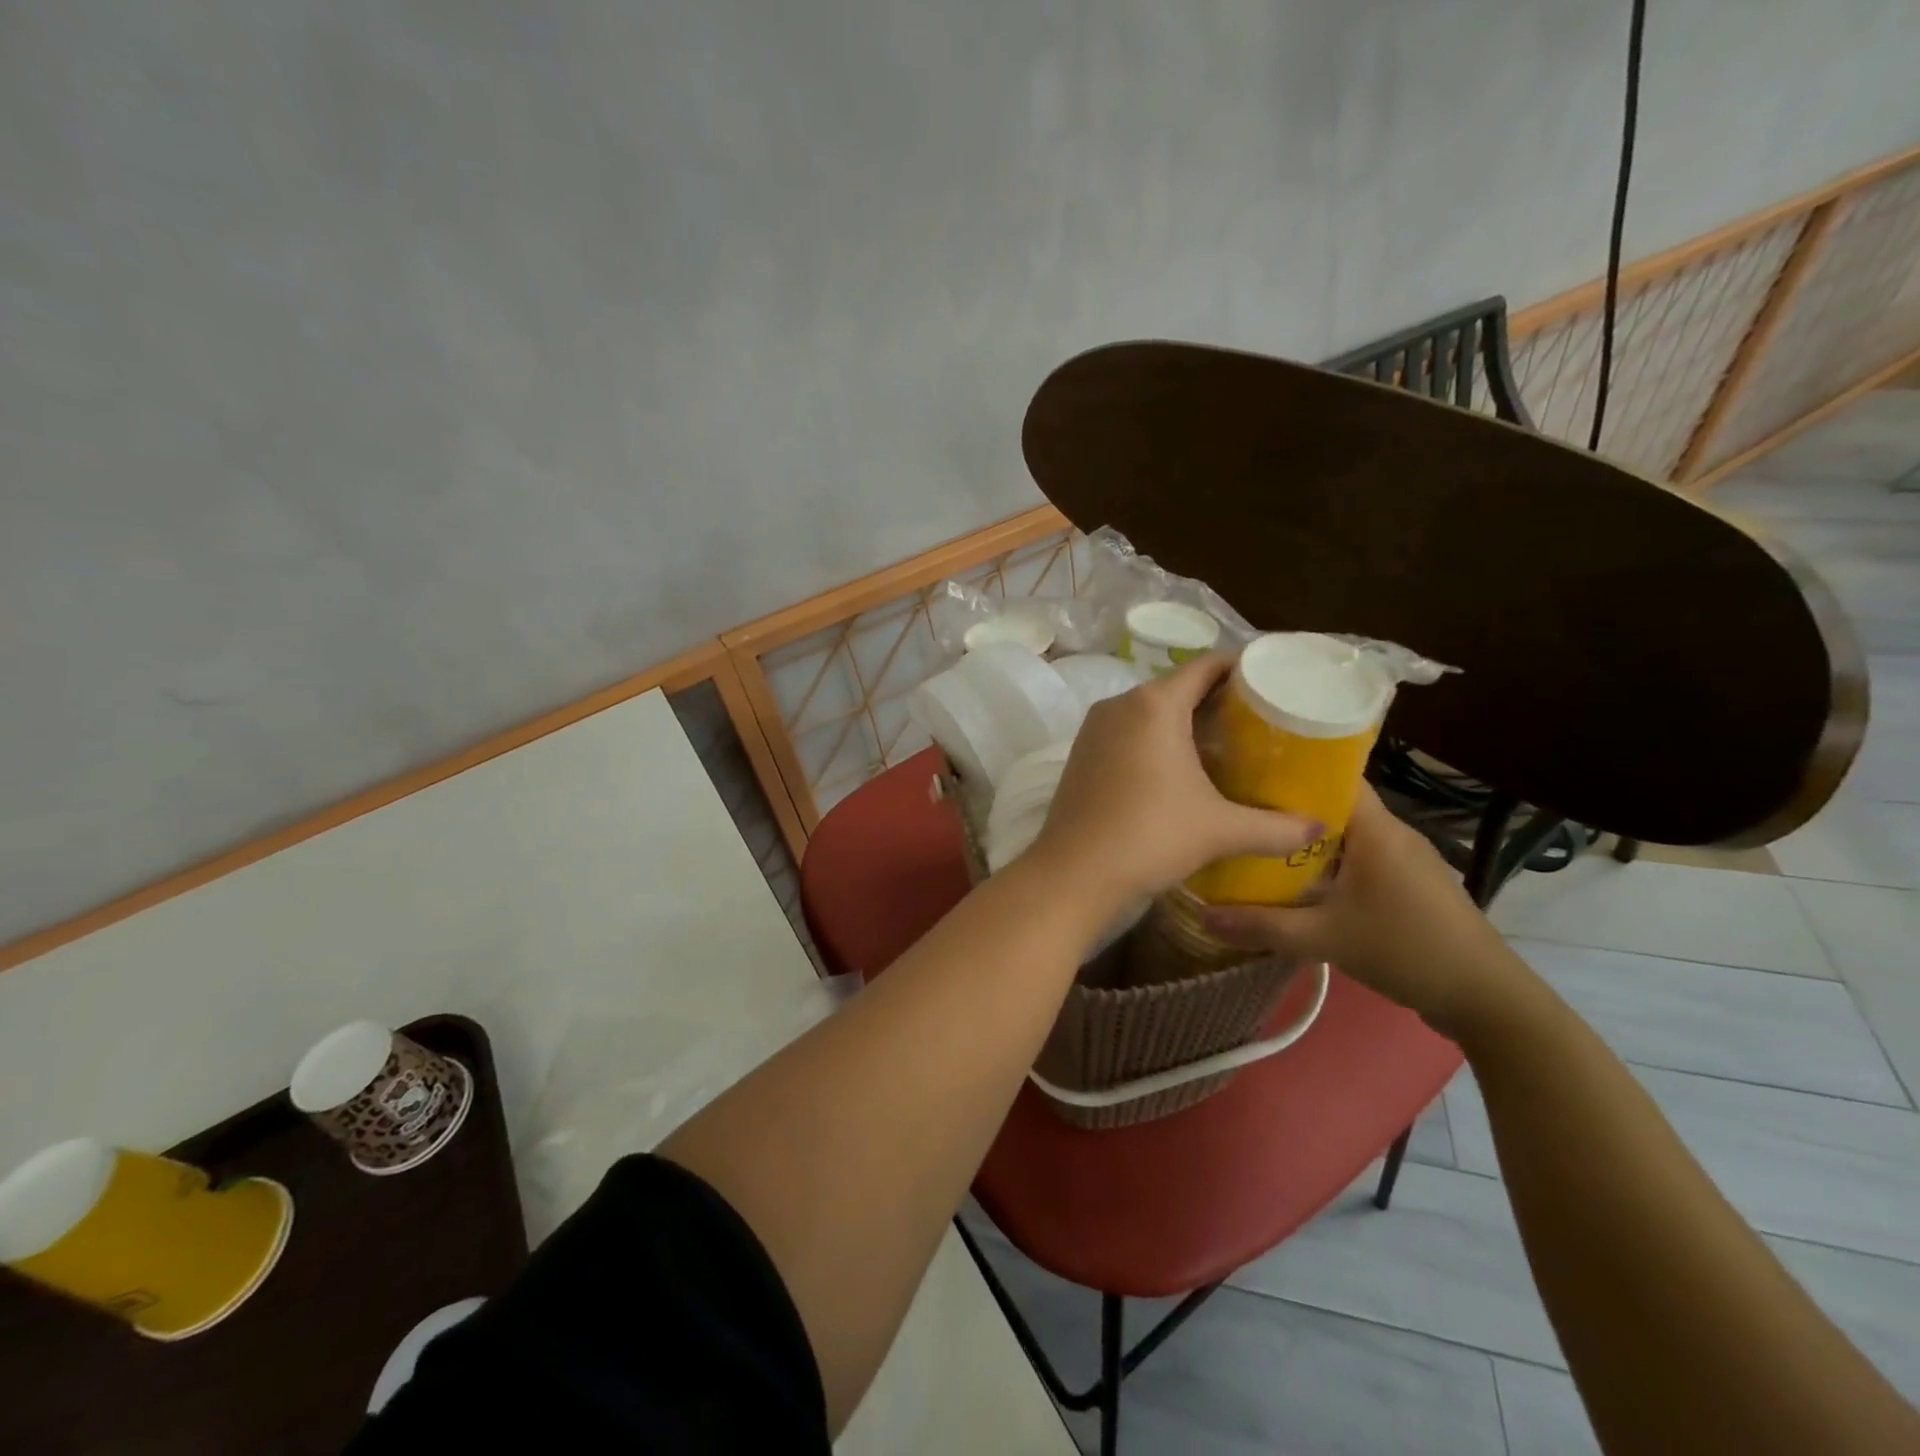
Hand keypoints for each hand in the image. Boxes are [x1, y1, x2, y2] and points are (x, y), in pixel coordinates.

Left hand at [1026, 654, 1318, 908]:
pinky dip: (1155, 738)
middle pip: (1177, 686)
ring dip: (1184, 720)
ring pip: (1149, 709)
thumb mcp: (1220, 830)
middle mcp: (1120, 704)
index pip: (1206, 666)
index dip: (1242, 668)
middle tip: (1259, 719)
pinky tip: (1179, 767)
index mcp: (1154, 704)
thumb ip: (1276, 828)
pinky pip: (1127, 731)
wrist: (1073, 874)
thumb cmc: (1150, 838)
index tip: (1273, 681)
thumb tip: (1320, 829)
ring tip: (1225, 742)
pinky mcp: (1081, 752)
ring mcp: (1094, 728)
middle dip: (1217, 698)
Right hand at [1199, 786, 1531, 1037]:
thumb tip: (1201, 913)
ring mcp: (1404, 858)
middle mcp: (1391, 832)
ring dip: (1304, 839)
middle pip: (1331, 804)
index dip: (1286, 769)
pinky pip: (1357, 857)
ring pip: (1344, 834)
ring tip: (1254, 843)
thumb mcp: (1324, 938)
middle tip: (1236, 811)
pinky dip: (1326, 862)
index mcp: (1375, 828)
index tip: (1241, 772)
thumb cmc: (1406, 950)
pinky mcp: (1408, 883)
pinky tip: (1296, 881)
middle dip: (1284, 807)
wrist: (1486, 998)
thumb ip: (1261, 925)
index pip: (1330, 775)